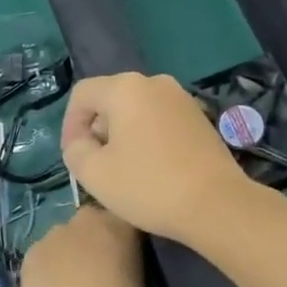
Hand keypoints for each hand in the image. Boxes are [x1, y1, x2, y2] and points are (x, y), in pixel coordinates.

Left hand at [15, 204, 146, 286]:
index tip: (128, 257)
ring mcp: (56, 233)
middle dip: (95, 240)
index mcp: (120, 224)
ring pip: (65, 238)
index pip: (127, 220)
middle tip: (99, 269)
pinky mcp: (31, 252)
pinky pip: (44, 256)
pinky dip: (48, 268)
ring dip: (69, 253)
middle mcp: (88, 219)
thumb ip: (129, 269)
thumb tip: (121, 272)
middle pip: (93, 223)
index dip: (127, 239)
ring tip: (71, 286)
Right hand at [61, 72, 252, 244]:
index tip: (73, 156)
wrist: (217, 203)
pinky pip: (160, 118)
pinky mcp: (199, 117)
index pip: (82, 94)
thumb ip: (75, 150)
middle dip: (97, 128)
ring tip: (123, 168)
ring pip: (137, 109)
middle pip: (111, 98)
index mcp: (125, 88)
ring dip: (123, 133)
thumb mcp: (94, 173)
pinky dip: (147, 136)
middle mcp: (154, 82)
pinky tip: (151, 167)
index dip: (70, 124)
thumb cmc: (149, 185)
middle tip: (96, 164)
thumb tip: (83, 141)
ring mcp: (181, 98)